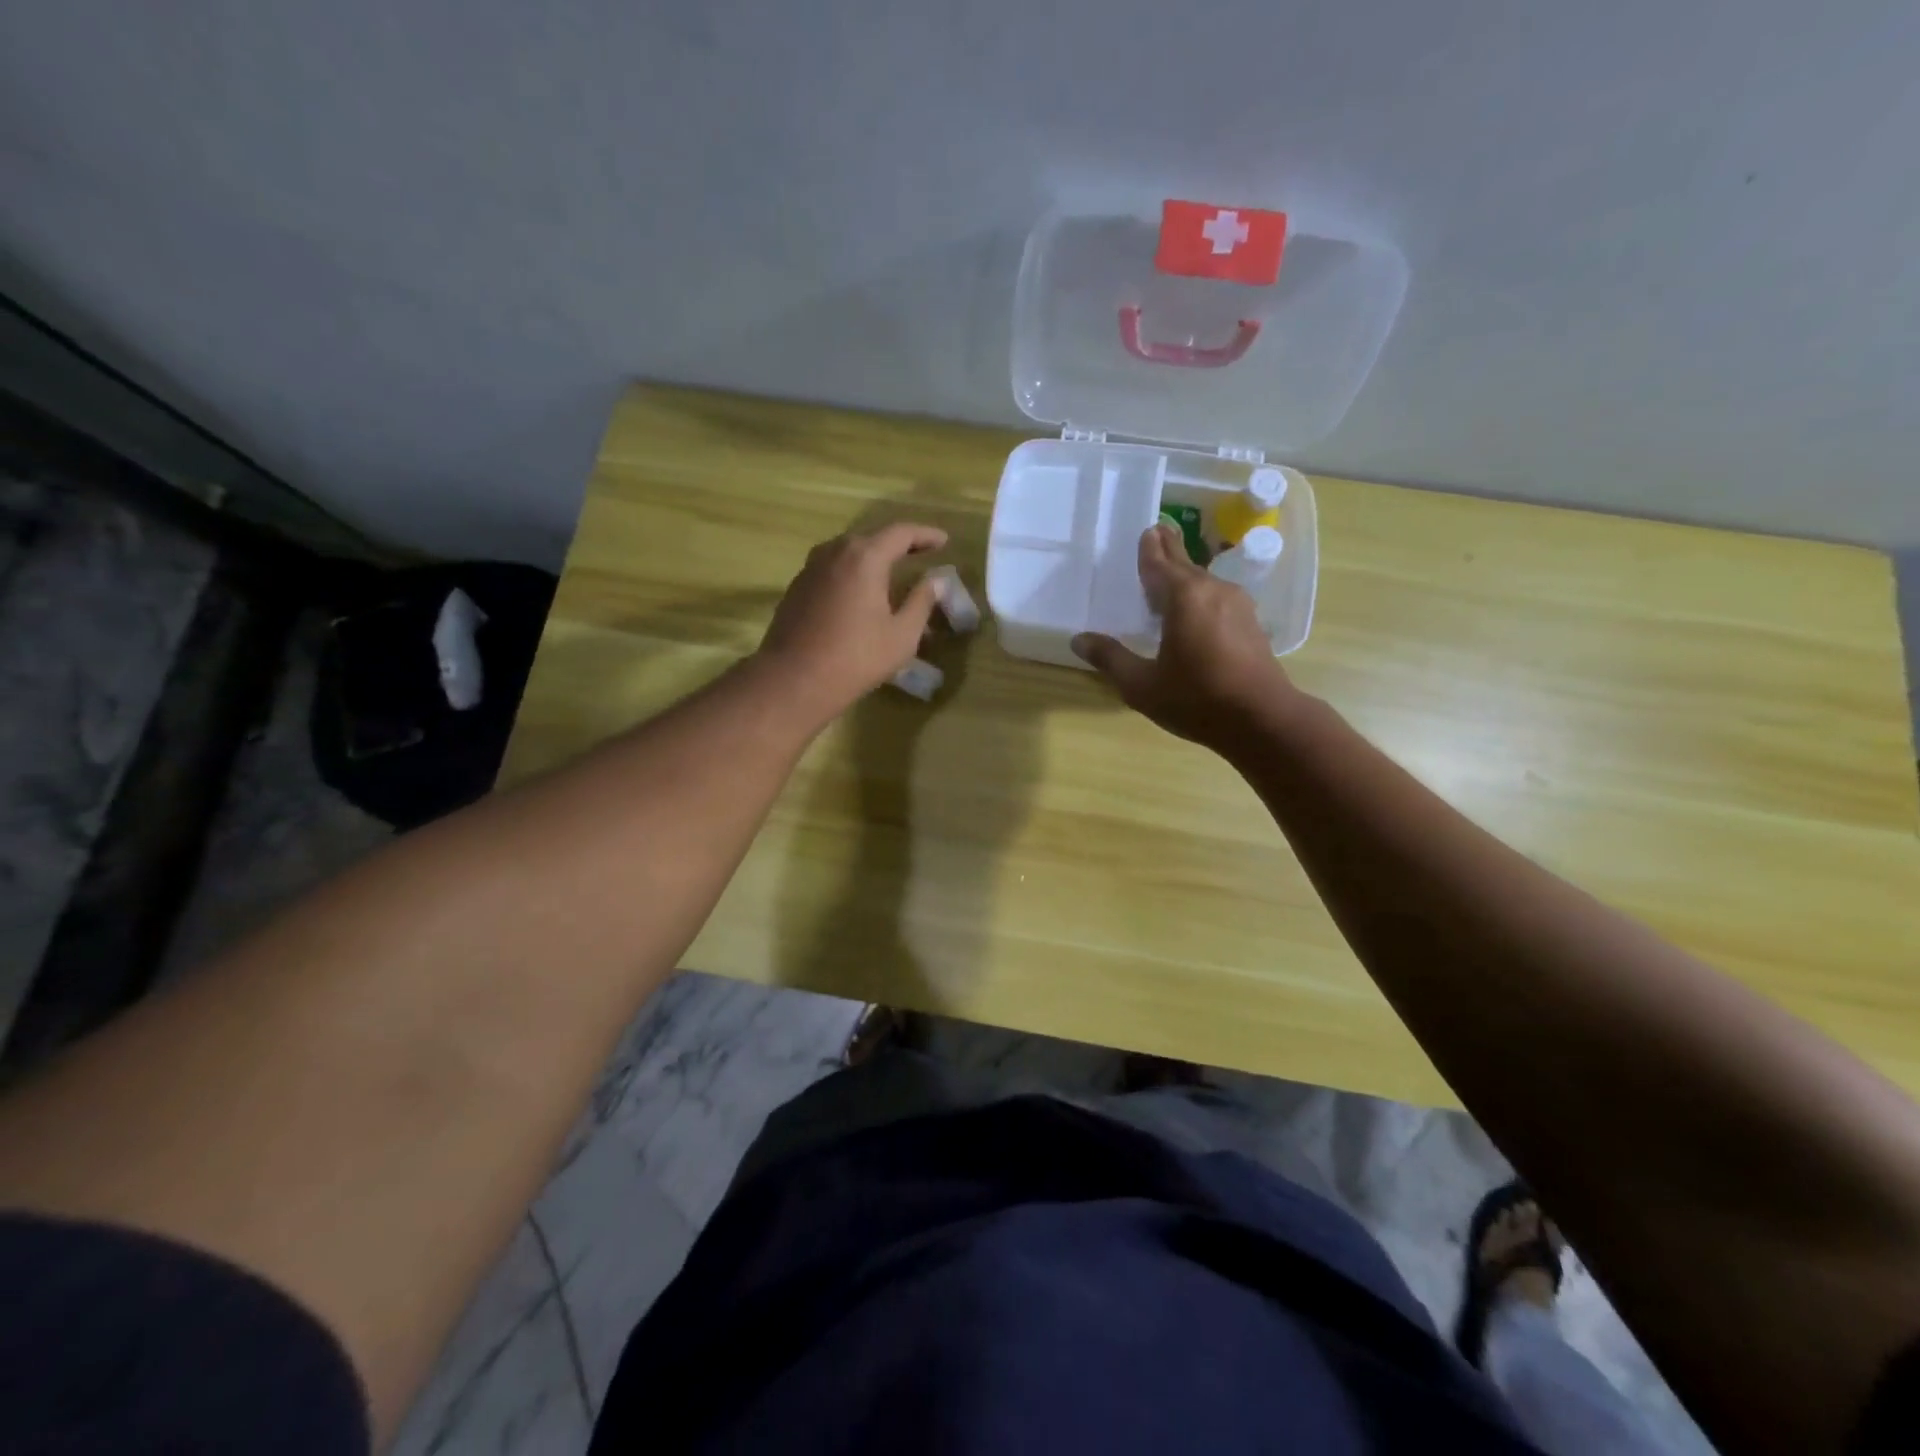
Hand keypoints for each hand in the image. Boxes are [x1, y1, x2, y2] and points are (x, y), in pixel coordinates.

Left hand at [756, 522, 948, 724]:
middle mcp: (835, 552)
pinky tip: (860, 593)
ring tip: (891, 573)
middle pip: (872, 538)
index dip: (925, 535)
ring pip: (849, 553)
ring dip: (873, 559)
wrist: (793, 679)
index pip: (901, 533)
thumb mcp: (902, 635)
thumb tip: (936, 580)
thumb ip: (921, 601)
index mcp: (865, 557)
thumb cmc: (856, 658)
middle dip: (899, 545)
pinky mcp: (797, 587)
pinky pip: (832, 569)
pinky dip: (853, 573)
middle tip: (921, 554)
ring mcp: (811, 568)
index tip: (943, 540)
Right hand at [1072, 523, 1304, 751]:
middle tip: (1159, 532)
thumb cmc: (1197, 699)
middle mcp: (1212, 591)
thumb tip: (1080, 640)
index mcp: (1183, 598)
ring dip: (1186, 573)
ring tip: (1171, 571)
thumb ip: (1111, 659)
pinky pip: (1217, 597)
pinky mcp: (1250, 624)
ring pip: (1204, 581)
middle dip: (1170, 549)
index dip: (1149, 549)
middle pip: (1185, 564)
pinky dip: (1200, 594)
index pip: (1159, 565)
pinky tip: (1195, 607)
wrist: (1262, 720)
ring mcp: (1237, 606)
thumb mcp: (1142, 685)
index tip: (1147, 530)